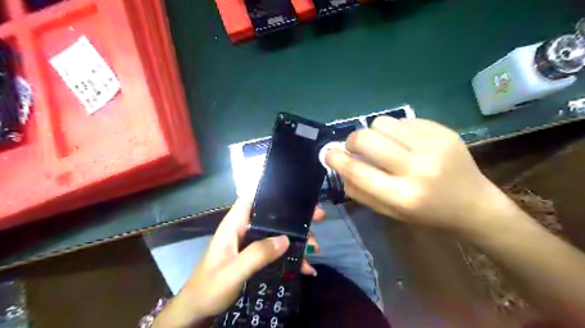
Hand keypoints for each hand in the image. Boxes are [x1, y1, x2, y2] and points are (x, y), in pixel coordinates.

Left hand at [152, 199, 324, 327]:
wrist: (198, 312)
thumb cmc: (208, 289)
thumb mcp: (232, 273)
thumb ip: (256, 255)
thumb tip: (286, 239)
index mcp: (235, 225)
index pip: (252, 197)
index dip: (272, 190)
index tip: (296, 191)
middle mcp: (245, 229)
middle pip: (273, 215)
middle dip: (296, 217)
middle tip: (319, 217)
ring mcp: (251, 243)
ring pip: (279, 233)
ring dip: (298, 239)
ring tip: (315, 249)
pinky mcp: (256, 256)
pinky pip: (278, 250)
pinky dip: (293, 257)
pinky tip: (307, 267)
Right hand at [328, 116, 513, 234]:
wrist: (473, 204)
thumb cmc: (426, 213)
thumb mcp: (389, 212)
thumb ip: (360, 191)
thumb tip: (339, 166)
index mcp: (401, 196)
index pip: (356, 171)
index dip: (335, 159)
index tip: (328, 153)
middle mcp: (416, 169)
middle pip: (366, 139)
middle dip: (352, 140)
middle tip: (355, 147)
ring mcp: (433, 146)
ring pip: (383, 122)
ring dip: (374, 132)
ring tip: (383, 144)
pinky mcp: (444, 131)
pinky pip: (404, 120)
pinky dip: (396, 130)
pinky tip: (405, 142)